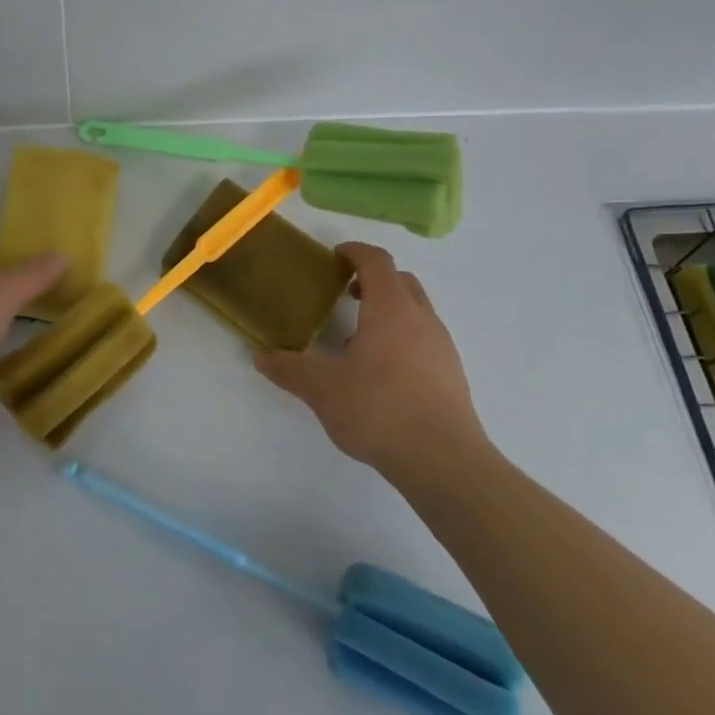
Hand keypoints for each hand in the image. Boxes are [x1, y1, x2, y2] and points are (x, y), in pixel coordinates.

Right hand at [255, 241, 487, 477]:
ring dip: (389, 310)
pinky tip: (383, 372)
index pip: (376, 260)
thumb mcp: (322, 390)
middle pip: (400, 280)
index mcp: (390, 308)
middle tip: (345, 294)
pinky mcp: (452, 374)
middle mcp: (421, 317)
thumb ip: (289, 369)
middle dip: (373, 279)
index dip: (354, 252)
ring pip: (416, 309)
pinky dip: (403, 337)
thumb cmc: (379, 410)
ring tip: (359, 339)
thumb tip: (261, 357)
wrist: (445, 462)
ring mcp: (442, 345)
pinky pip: (425, 338)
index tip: (335, 257)